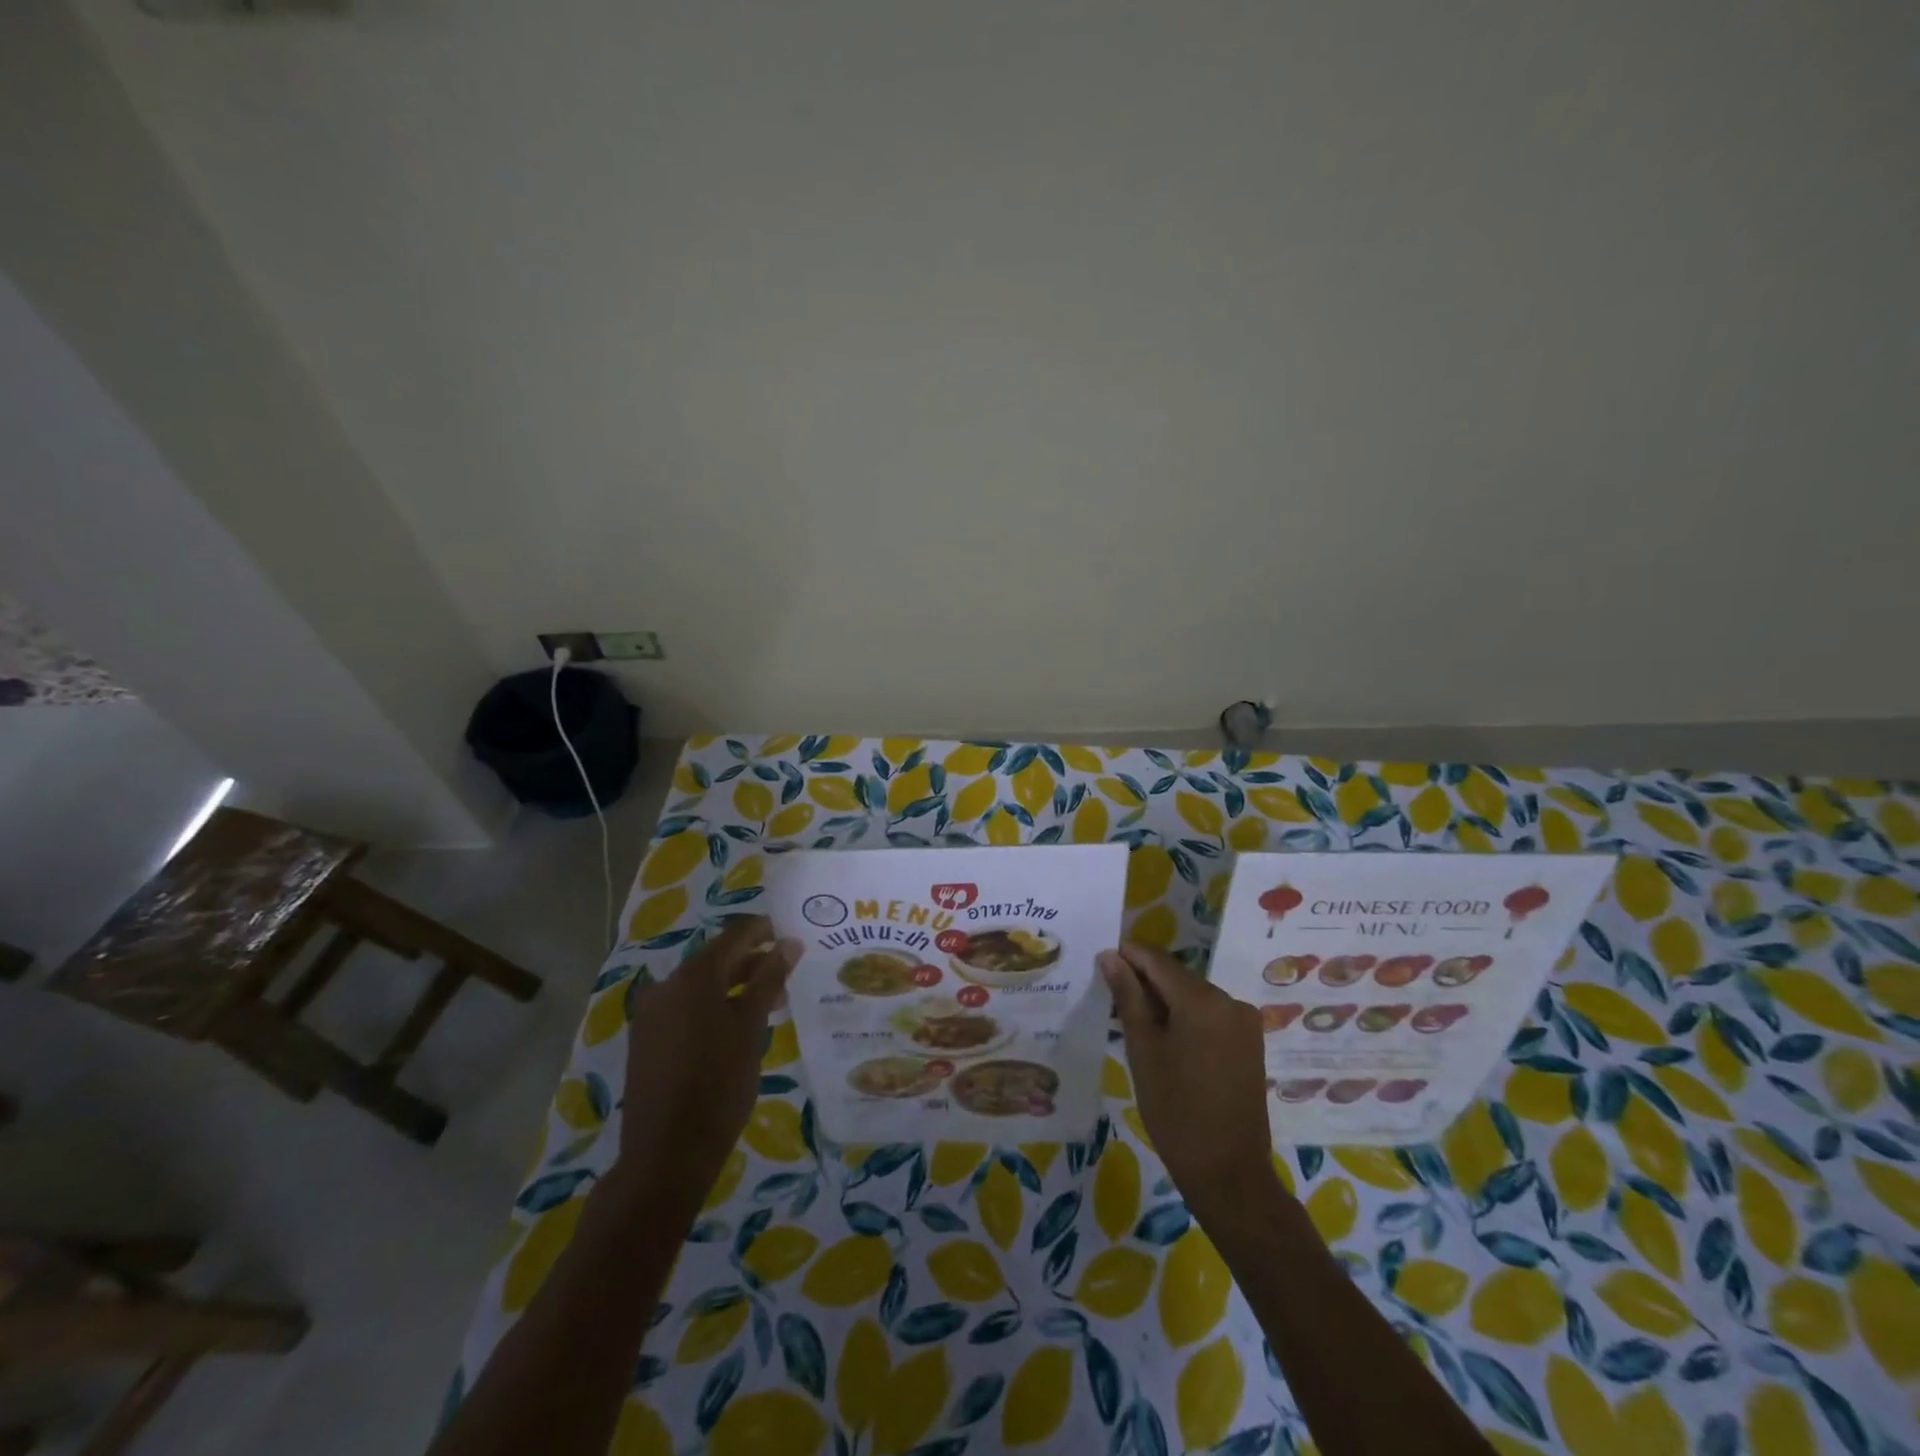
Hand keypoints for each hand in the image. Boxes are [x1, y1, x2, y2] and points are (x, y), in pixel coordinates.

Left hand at [618, 915, 799, 1215]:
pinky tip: (738, 1027)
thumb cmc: (719, 1085)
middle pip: (716, 960)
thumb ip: (769, 979)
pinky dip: (714, 1008)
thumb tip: (789, 942)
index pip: (734, 936)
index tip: (791, 935)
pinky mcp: (646, 1041)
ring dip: (735, 987)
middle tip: (788, 973)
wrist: (666, 1154)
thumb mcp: (751, 1028)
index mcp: (693, 977)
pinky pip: (686, 1009)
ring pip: (701, 987)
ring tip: (771, 1003)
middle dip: (753, 963)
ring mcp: (652, 1014)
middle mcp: (666, 986)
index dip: (764, 931)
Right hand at [1098, 943, 1278, 1217]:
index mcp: (1203, 999)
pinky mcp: (1249, 1042)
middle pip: (1177, 976)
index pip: (1157, 960)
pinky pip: (1209, 1015)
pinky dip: (1185, 1018)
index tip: (1101, 961)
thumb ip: (1128, 997)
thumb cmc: (1175, 1110)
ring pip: (1193, 996)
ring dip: (1164, 1001)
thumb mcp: (1143, 1050)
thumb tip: (1110, 956)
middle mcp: (1229, 1000)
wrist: (1228, 1172)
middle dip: (1144, 981)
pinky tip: (1164, 1039)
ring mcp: (1244, 1022)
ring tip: (1132, 1021)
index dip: (1128, 956)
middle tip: (1111, 998)